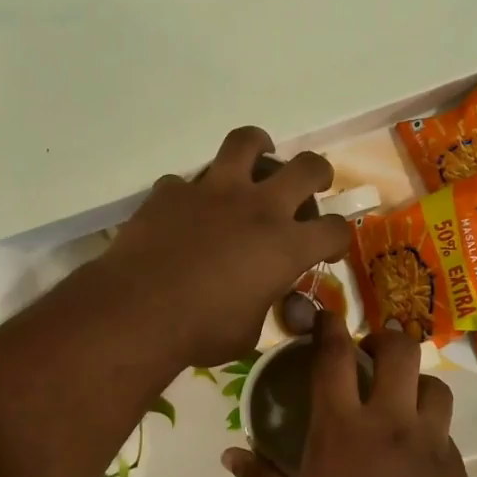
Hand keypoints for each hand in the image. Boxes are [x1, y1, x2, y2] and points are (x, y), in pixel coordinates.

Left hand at [99, 127, 350, 367]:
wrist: (138, 312)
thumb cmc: (200, 331)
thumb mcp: (248, 333)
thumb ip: (263, 306)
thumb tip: (260, 299)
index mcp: (285, 246)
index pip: (334, 230)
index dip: (338, 239)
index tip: (329, 249)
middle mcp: (258, 208)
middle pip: (306, 167)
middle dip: (318, 173)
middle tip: (311, 185)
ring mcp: (213, 191)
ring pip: (246, 143)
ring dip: (259, 147)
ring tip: (258, 156)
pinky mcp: (172, 191)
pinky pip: (187, 181)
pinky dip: (192, 193)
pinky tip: (188, 209)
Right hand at [224, 313, 474, 476]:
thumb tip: (230, 455)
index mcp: (340, 428)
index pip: (334, 357)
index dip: (330, 327)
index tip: (326, 315)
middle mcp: (390, 423)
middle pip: (400, 351)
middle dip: (385, 339)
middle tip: (371, 355)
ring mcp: (431, 445)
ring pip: (435, 386)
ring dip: (415, 383)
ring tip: (400, 401)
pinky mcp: (458, 471)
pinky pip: (446, 432)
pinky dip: (430, 428)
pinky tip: (414, 455)